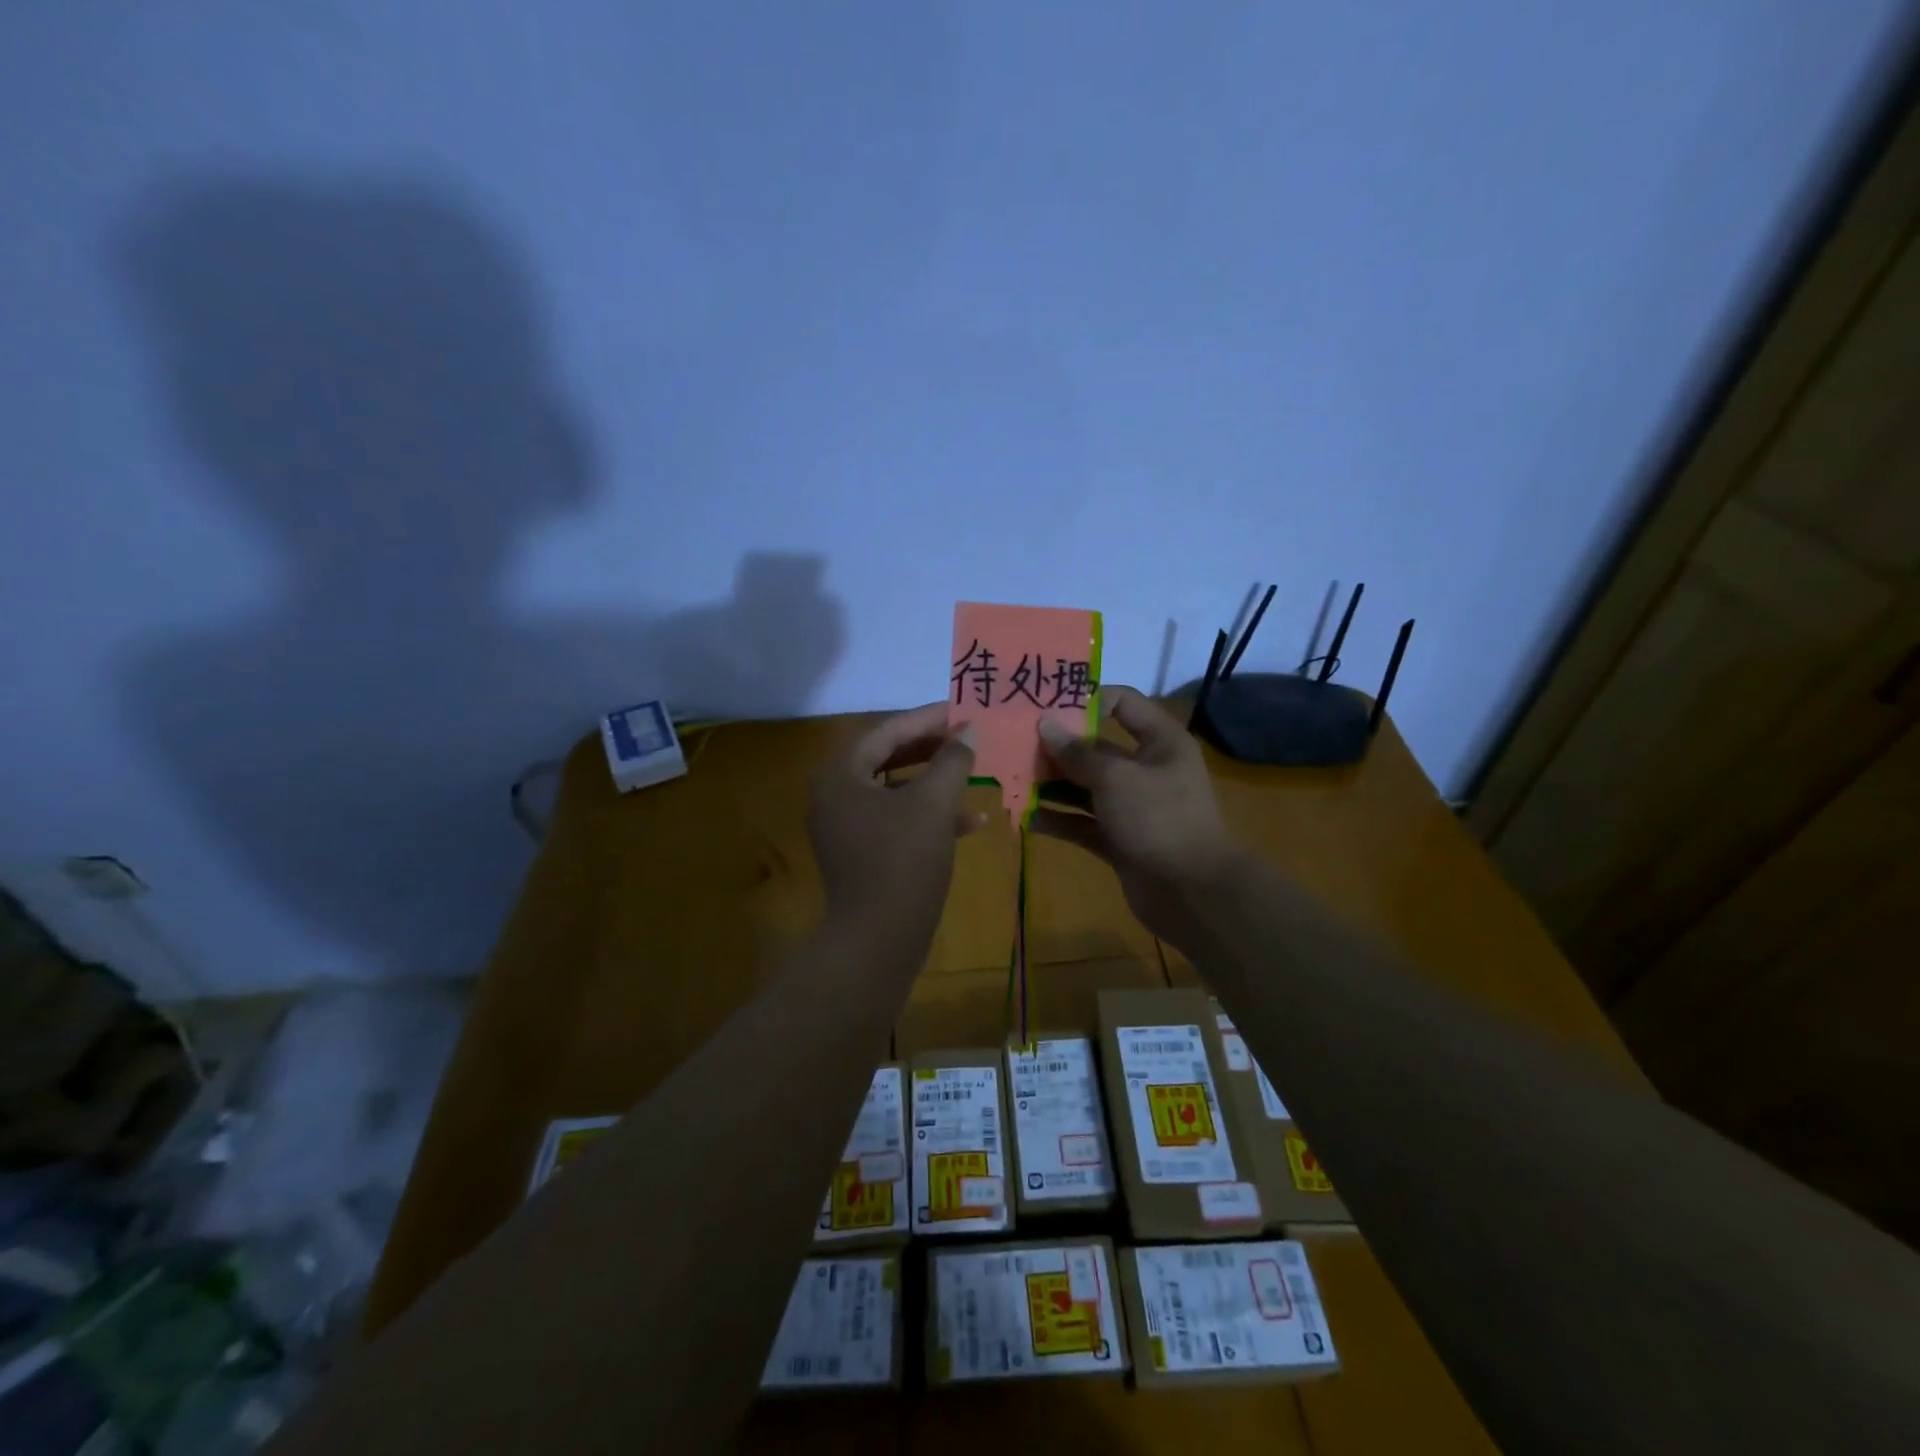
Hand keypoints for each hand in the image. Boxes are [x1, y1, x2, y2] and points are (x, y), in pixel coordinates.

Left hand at [809, 702, 981, 942]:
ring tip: (973, 772)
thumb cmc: (903, 859)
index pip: (886, 732)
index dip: (926, 719)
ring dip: (934, 782)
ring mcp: (846, 827)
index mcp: (840, 775)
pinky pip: (896, 821)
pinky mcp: (862, 854)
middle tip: (966, 736)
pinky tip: (972, 821)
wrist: (879, 939)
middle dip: (931, 749)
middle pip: (887, 758)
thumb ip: (952, 760)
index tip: (960, 709)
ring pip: (896, 791)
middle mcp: (835, 796)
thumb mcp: (934, 803)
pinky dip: (929, 816)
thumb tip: (969, 729)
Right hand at [1033, 685, 1243, 943]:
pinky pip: (1083, 823)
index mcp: (1160, 742)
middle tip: (1015, 744)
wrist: (1192, 893)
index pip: (1122, 703)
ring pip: (1086, 788)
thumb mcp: (1116, 778)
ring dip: (1053, 785)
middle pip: (1097, 749)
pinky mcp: (1120, 839)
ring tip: (1013, 780)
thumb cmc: (1159, 819)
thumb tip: (1044, 724)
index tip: (1046, 704)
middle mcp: (1147, 769)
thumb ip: (1077, 753)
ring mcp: (1133, 807)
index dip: (1086, 699)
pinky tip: (1027, 819)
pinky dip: (1059, 820)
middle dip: (1058, 748)